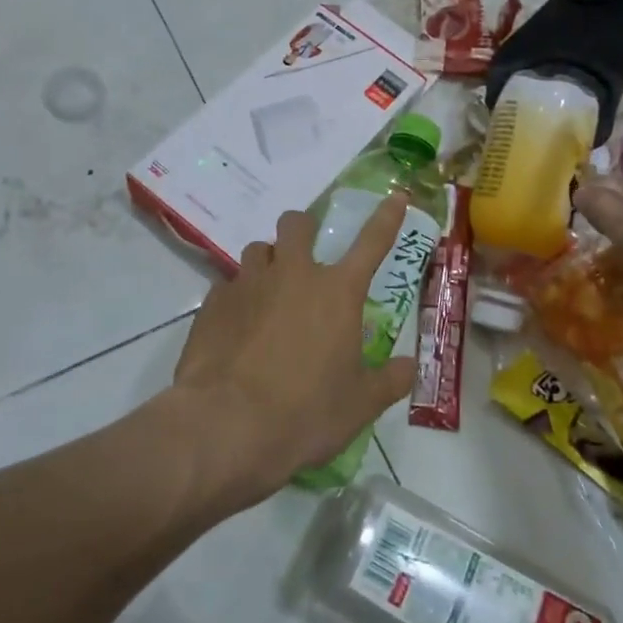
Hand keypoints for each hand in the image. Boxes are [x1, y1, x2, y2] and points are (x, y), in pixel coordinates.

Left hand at [170, 198, 416, 501]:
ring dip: (267, 263)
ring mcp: (248, 284)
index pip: (372, 242)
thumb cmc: (305, 414)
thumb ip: (389, 381)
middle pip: (296, 224)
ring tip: (268, 295)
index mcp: (337, 292)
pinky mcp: (213, 303)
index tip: (396, 196)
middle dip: (303, 230)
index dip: (387, 217)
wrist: (225, 427)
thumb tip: (409, 367)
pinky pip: (227, 285)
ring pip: (257, 250)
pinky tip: (236, 327)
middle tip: (306, 257)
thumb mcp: (359, 405)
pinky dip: (237, 298)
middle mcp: (293, 274)